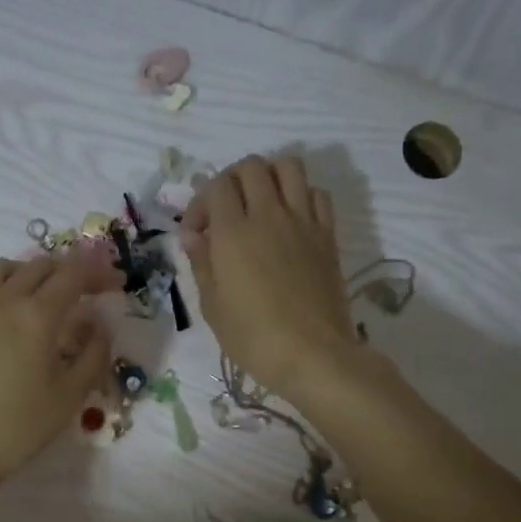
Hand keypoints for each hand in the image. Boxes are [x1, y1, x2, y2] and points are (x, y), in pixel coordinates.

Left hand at [0, 250, 120, 490]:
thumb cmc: (18, 426)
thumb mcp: (69, 396)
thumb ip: (93, 355)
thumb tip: (99, 326)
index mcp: (36, 316)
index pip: (73, 275)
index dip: (98, 274)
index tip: (114, 285)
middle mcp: (3, 301)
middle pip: (40, 266)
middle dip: (68, 272)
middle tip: (85, 293)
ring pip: (6, 269)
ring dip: (32, 273)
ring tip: (44, 298)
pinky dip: (5, 289)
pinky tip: (10, 320)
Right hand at [181, 155, 359, 400]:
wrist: (312, 354)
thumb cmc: (253, 338)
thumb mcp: (212, 306)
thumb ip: (201, 263)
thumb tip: (193, 235)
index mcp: (233, 233)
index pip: (214, 187)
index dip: (199, 204)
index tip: (197, 234)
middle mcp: (268, 215)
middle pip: (250, 167)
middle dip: (231, 181)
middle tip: (225, 211)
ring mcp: (302, 221)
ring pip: (288, 166)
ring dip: (269, 176)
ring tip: (260, 202)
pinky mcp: (327, 234)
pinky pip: (317, 193)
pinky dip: (300, 195)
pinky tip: (291, 219)